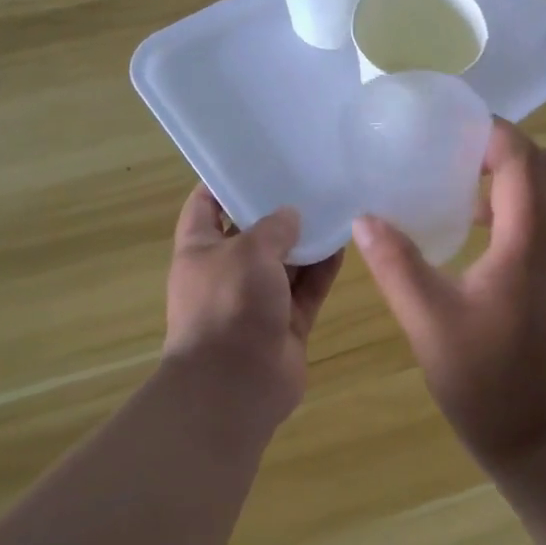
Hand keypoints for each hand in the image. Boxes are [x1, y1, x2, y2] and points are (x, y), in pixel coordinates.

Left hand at [164, 187, 343, 421]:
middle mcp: (227, 273)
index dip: (224, 181)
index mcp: (200, 251)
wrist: (235, 386)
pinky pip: (308, 289)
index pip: (205, 205)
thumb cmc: (228, 305)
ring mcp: (257, 300)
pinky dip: (323, 269)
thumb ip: (273, 227)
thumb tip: (290, 215)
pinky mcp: (286, 323)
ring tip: (334, 203)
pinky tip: (346, 242)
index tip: (255, 158)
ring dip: (306, 239)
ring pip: (285, 262)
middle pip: (252, 233)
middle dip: (276, 210)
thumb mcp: (248, 252)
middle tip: (307, 177)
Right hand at [351, 121, 545, 470]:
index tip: (450, 127)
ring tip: (463, 187)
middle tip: (455, 153)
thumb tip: (366, 219)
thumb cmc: (488, 381)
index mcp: (531, 238)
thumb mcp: (429, 320)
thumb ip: (396, 264)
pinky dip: (524, 206)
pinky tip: (480, 233)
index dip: (491, 132)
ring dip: (517, 177)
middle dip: (505, 148)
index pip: (521, 158)